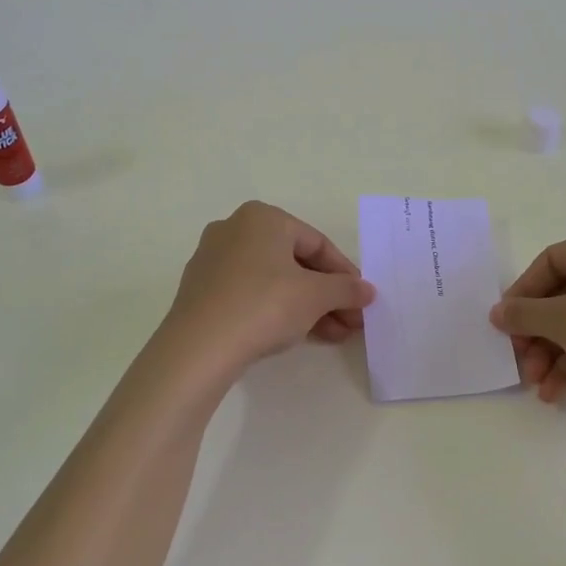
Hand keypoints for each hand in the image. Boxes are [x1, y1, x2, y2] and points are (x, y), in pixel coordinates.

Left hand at [158, 202, 374, 382]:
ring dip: (307, 306)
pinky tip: (296, 335)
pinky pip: (250, 293)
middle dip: (327, 295)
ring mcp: (214, 260)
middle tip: (350, 322)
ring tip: (332, 336)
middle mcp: (235, 229)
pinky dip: (276, 310)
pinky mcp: (201, 290)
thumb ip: (345, 289)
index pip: (317, 243)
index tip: (361, 300)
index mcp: (263, 217)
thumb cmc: (264, 305)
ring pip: (273, 280)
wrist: (199, 347)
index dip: (344, 274)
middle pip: (295, 262)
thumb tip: (367, 291)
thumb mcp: (315, 296)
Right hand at [489, 228, 565, 407]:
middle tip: (520, 360)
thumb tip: (497, 313)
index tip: (505, 322)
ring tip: (537, 385)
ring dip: (553, 353)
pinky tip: (557, 392)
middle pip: (565, 295)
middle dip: (538, 333)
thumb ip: (524, 314)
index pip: (551, 260)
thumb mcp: (563, 321)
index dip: (523, 292)